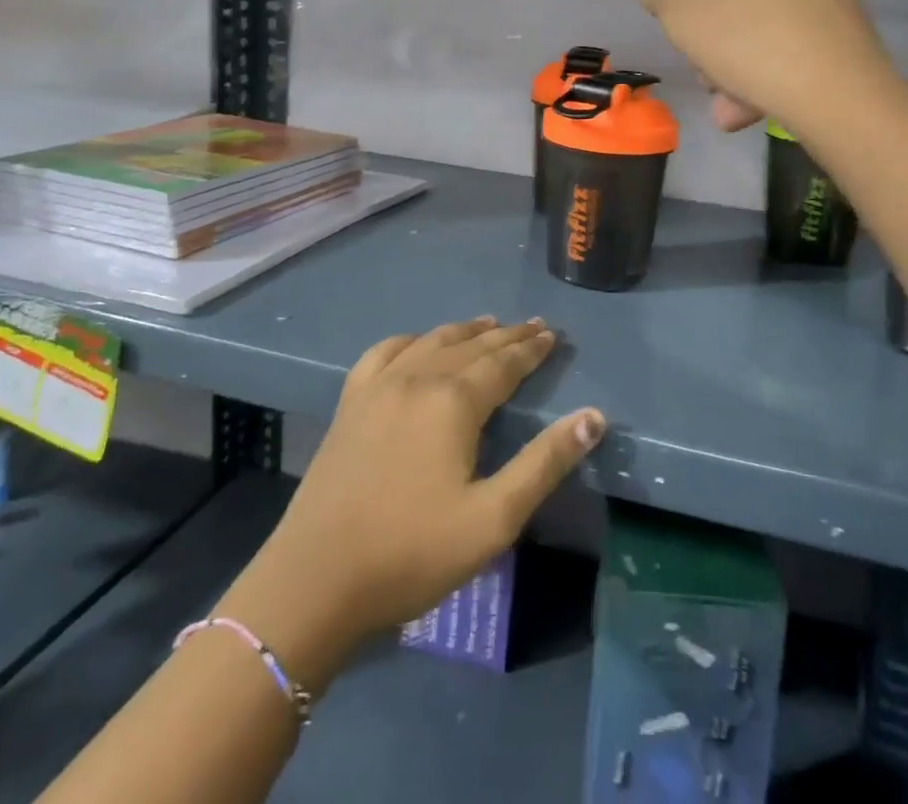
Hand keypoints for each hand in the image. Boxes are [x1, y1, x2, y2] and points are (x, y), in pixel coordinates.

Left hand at [226, 318, 603, 686]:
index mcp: (454, 402)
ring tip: (487, 325)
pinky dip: (410, 340)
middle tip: (533, 326)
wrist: (314, 582)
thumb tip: (593, 416)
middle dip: (506, 335)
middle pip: (471, 346)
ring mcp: (378, 387)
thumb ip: (544, 463)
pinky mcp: (349, 404)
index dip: (531, 348)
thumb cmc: (412, 553)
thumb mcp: (493, 519)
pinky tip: (416, 343)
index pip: (504, 363)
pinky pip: (384, 353)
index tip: (552, 334)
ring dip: (464, 332)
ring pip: (431, 342)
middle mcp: (418, 378)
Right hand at [625, 0, 897, 139]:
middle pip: (743, 9)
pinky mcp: (857, 28)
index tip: (695, 57)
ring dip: (748, 71)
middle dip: (722, 53)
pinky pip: (805, 46)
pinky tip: (772, 106)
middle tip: (715, 89)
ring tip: (736, 114)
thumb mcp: (687, 27)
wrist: (837, 94)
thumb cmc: (750, 50)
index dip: (694, 22)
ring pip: (774, 32)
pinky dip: (785, 71)